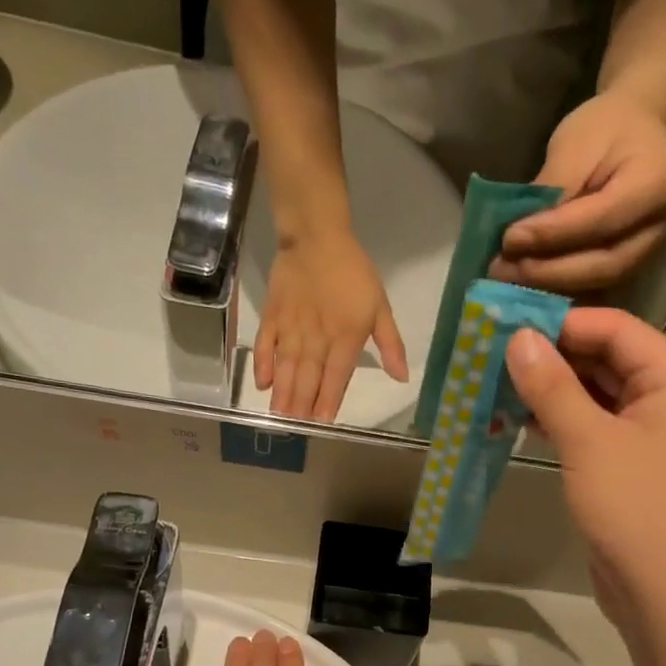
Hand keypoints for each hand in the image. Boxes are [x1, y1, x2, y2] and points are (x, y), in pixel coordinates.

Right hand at [253, 231, 407, 421]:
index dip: (329, 401)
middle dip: (302, 405)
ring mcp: (291, 328)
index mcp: (345, 338)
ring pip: (286, 367)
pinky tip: (262, 384)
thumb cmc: (354, 272)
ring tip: (279, 416)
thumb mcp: (380, 307)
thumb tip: (402, 377)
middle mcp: (316, 338)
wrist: (317, 236)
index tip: (322, 423)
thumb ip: (390, 344)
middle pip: (308, 377)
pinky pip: (266, 344)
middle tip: (295, 428)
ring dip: (283, 393)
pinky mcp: (273, 316)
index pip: (336, 377)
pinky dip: (263, 364)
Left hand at [492, 93, 665, 295]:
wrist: (636, 127)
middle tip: (503, 270)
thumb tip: (516, 239)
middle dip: (548, 271)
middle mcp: (663, 225)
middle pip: (604, 263)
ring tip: (510, 278)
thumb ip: (551, 192)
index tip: (509, 240)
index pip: (599, 220)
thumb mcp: (574, 144)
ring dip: (550, 285)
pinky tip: (529, 286)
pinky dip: (561, 289)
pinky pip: (597, 285)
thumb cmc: (605, 128)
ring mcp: (654, 250)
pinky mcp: (635, 265)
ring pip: (599, 281)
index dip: (552, 235)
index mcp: (658, 183)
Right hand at [505, 308, 665, 637]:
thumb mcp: (588, 441)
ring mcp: (656, 436)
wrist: (664, 592)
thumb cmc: (634, 507)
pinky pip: (597, 429)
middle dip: (553, 358)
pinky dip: (563, 423)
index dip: (562, 323)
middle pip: (608, 360)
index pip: (616, 329)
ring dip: (553, 392)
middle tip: (495, 354)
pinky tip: (521, 422)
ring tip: (498, 385)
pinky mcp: (636, 466)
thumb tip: (517, 338)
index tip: (508, 324)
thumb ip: (552, 386)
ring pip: (599, 397)